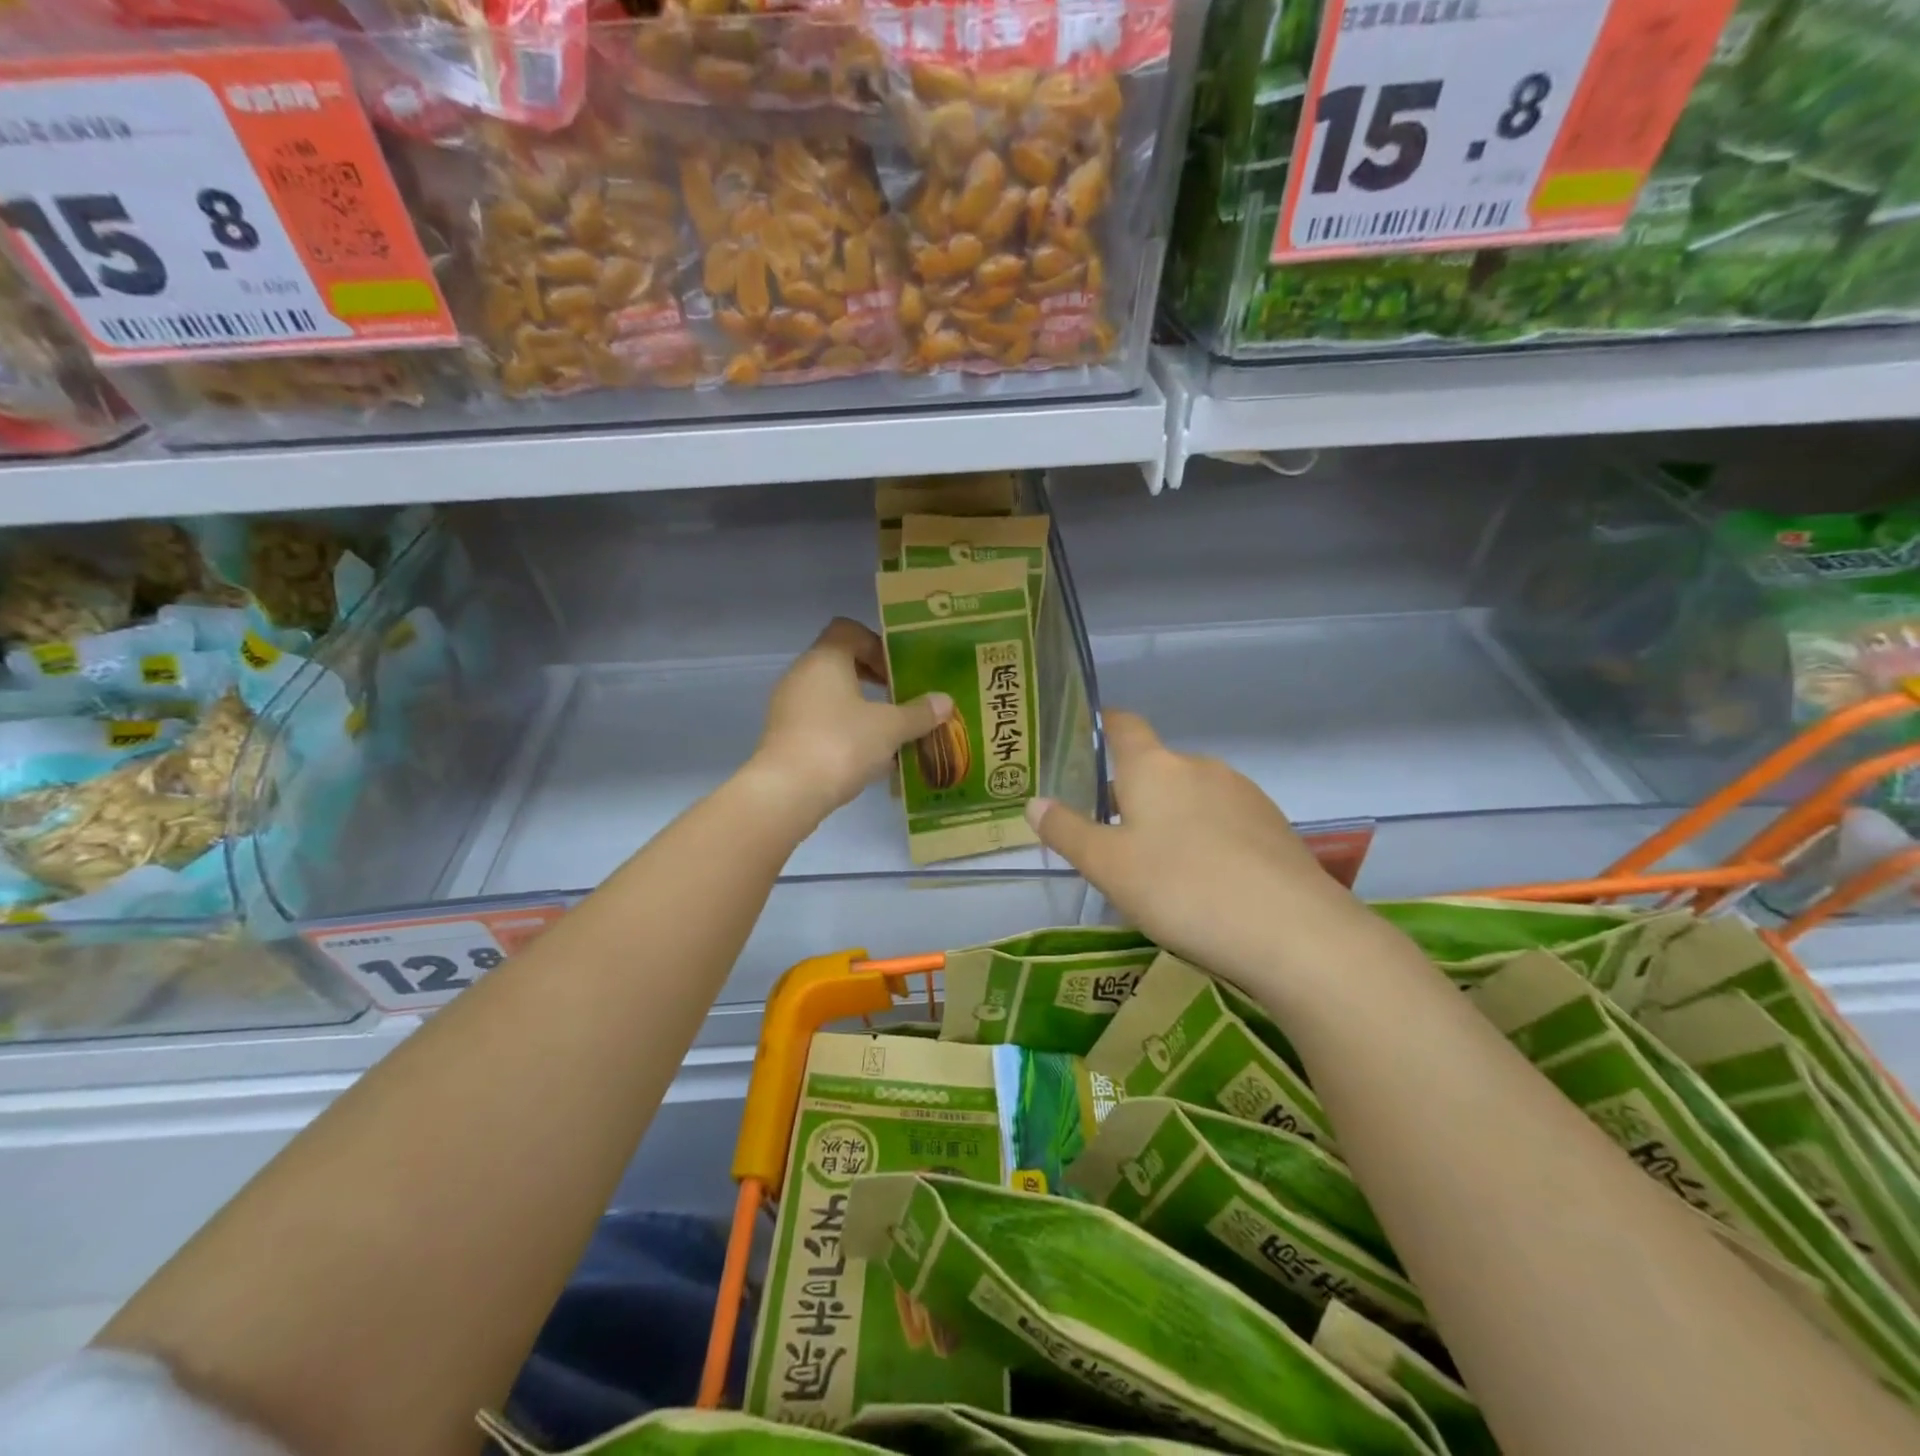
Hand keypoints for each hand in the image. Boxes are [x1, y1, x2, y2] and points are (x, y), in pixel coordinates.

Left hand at [751, 618, 952, 823]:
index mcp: (825, 659)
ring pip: (831, 696)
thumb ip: (919, 713)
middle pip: (840, 663)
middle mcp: (802, 675)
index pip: (849, 630)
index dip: (877, 645)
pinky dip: (844, 731)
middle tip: (899, 699)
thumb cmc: (842, 744)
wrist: (788, 791)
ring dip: (860, 709)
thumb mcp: (890, 728)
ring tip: (889, 733)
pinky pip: (820, 722)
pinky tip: (867, 758)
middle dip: (873, 679)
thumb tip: (945, 701)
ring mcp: (789, 706)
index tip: (897, 671)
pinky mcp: (785, 736)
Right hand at [1025, 711, 1364, 986]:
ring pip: (1192, 797)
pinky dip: (1208, 839)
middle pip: (1157, 768)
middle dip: (1133, 794)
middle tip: (1113, 840)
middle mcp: (1199, 767)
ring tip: (1161, 871)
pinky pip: (1225, 821)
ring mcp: (1244, 794)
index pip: (1125, 725)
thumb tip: (1034, 802)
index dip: (1106, 725)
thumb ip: (1067, 832)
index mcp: (1154, 767)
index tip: (1092, 736)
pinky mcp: (1274, 827)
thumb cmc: (1181, 889)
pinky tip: (1208, 884)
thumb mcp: (1108, 867)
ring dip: (1172, 819)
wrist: (1292, 932)